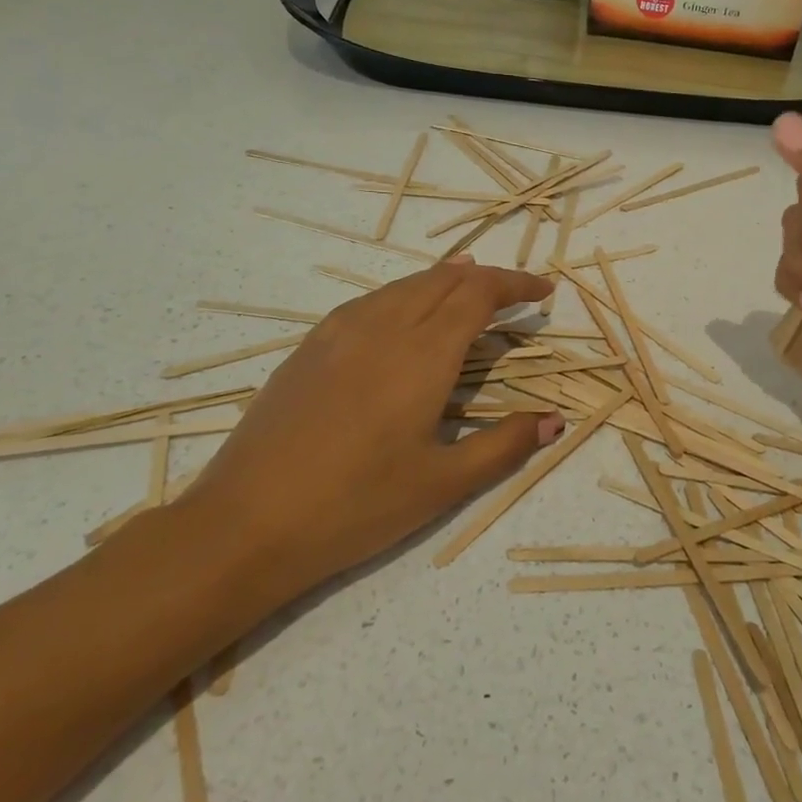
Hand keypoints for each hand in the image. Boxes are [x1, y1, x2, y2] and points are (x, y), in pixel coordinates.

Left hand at [194, 258, 563, 595]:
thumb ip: (505, 445)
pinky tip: (402, 314)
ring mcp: (338, 332)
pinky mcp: (309, 347)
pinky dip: (403, 293)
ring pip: (403, 285)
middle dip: (485, 277)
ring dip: (443, 280)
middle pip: (443, 279)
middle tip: (513, 294)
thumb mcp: (443, 484)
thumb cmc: (357, 506)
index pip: (479, 294)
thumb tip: (555, 419)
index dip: (515, 285)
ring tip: (467, 283)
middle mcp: (383, 327)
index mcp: (422, 354)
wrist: (245, 523)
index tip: (543, 293)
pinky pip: (370, 301)